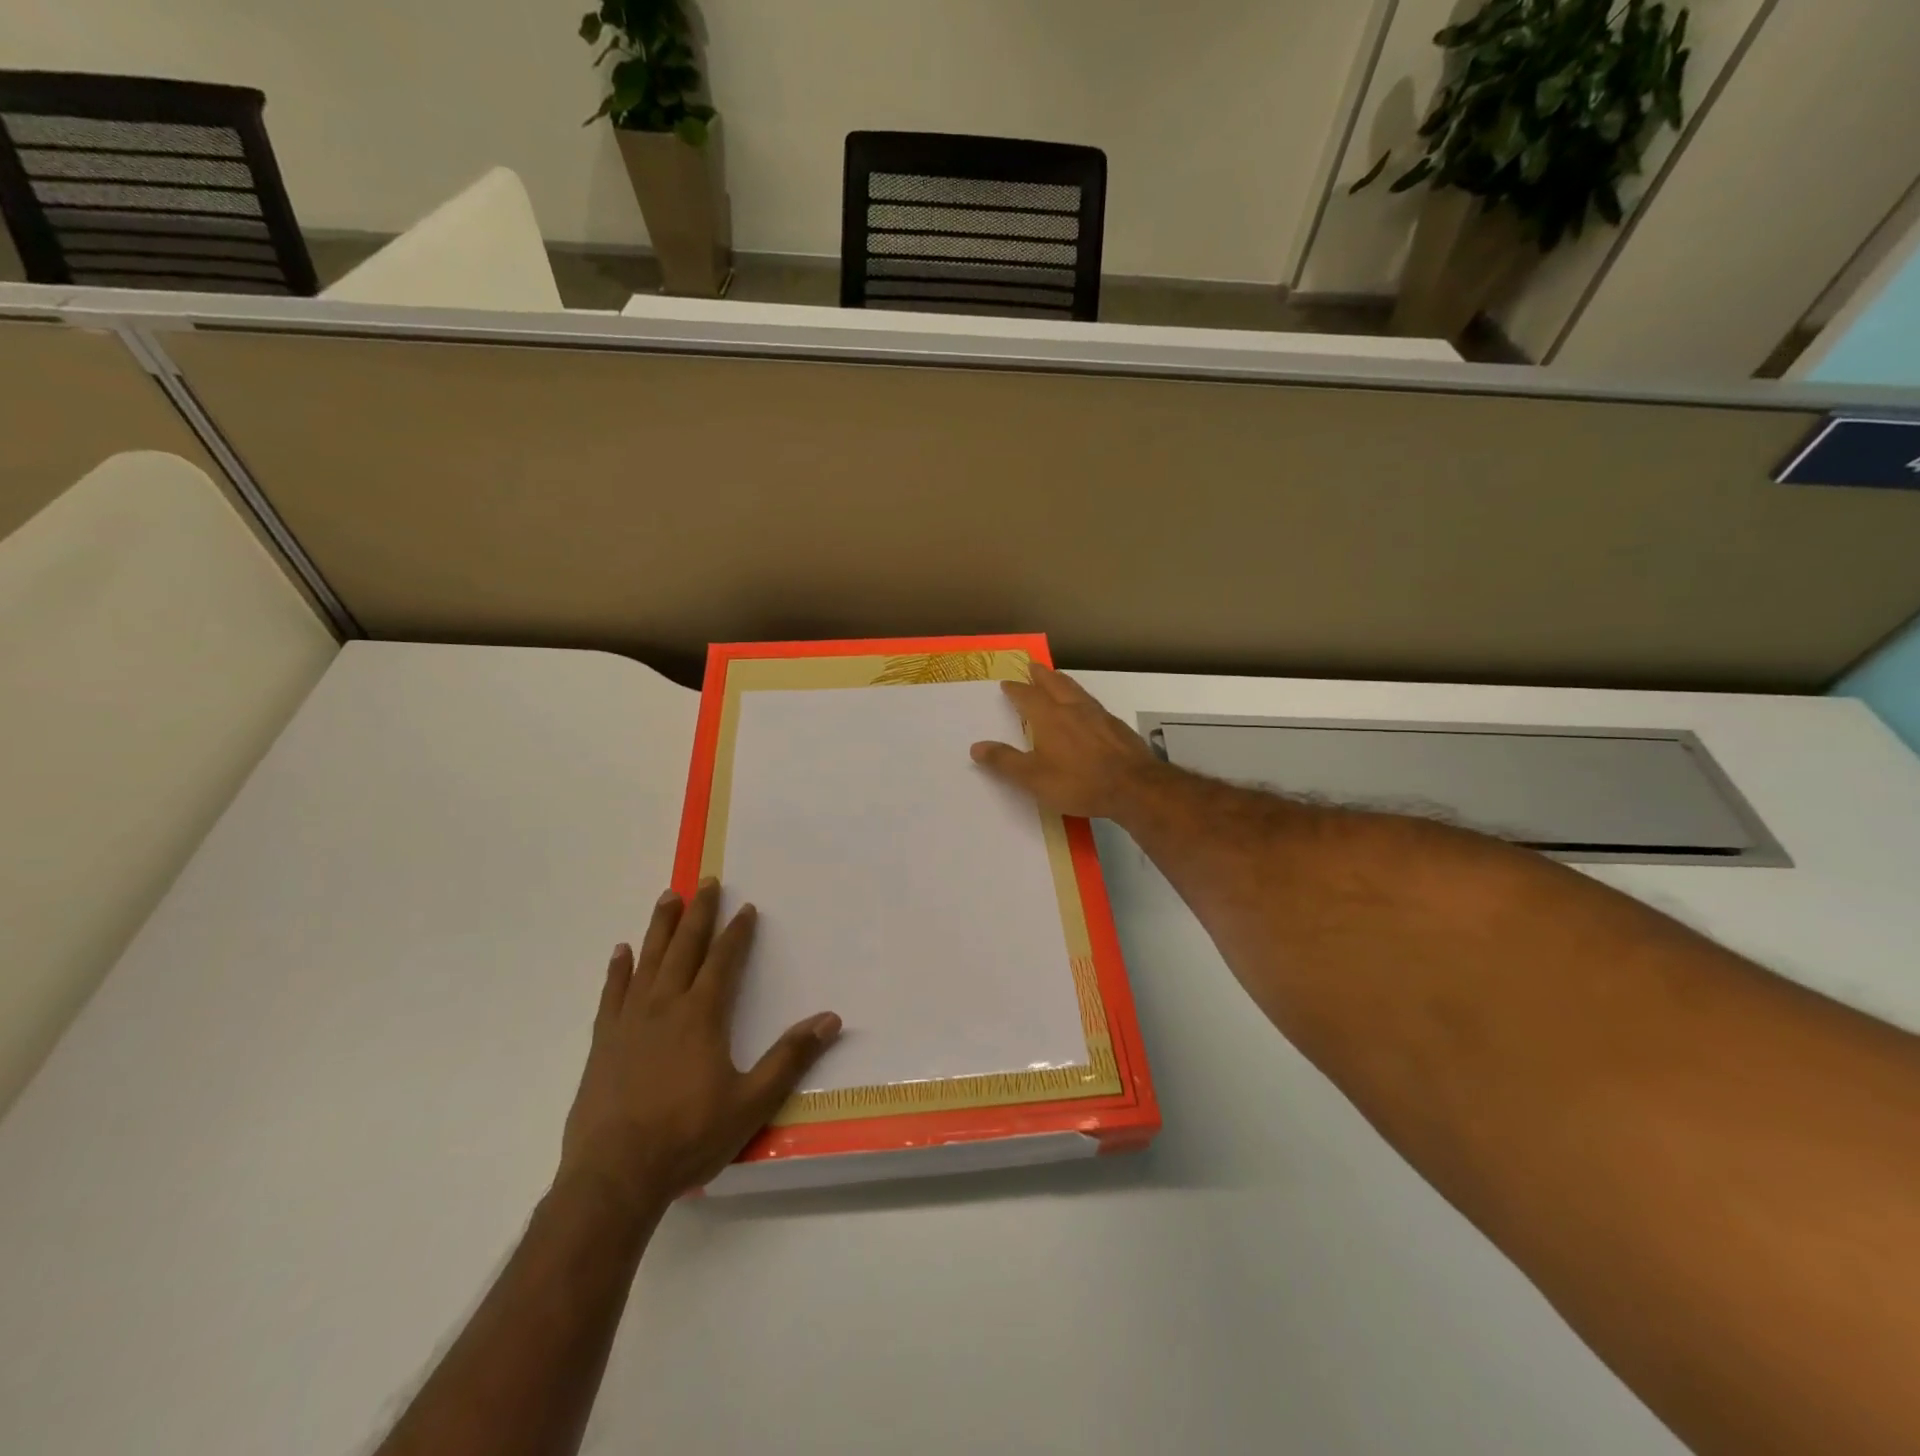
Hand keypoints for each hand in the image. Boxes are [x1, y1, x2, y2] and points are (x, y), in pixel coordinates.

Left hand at [558, 880, 839, 1212]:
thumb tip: (830, 1019)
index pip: (724, 960)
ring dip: (660, 927)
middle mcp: (665, 1006)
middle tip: (706, 882)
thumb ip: (789, 1057)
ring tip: (668, 897)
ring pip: (648, 960)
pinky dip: (618, 969)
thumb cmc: (688, 1137)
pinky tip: (621, 951)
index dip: (737, 932)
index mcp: (702, 1015)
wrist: (614, 1176)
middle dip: (699, 913)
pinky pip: (612, 993)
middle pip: (685, 947)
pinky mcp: (603, 1042)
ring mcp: (630, 1021)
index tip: (746, 907)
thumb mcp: (751, 1102)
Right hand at [969, 664, 1163, 820]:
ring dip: (1063, 682)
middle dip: (1041, 675)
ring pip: (1076, 691)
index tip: (1007, 683)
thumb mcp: (1034, 778)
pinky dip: (1082, 699)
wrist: (1133, 786)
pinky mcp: (1116, 726)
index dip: (1016, 689)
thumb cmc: (1078, 782)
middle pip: (1054, 684)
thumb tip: (976, 747)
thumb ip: (1005, 761)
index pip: (1027, 697)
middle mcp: (1073, 709)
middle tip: (1033, 666)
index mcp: (1049, 717)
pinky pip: (1093, 704)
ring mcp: (1098, 715)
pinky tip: (1086, 708)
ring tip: (1057, 677)